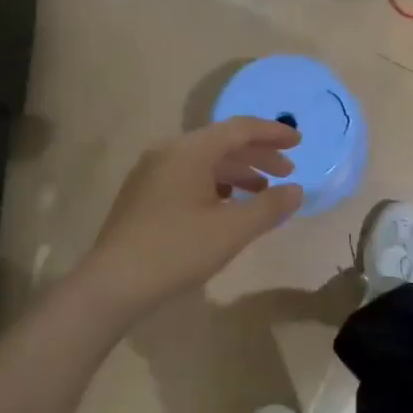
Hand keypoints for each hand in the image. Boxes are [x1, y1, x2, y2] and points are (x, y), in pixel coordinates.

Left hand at [76, 118, 304, 321]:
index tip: (299, 142)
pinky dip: (214, 184)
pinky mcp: (143, 194)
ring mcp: (152, 172)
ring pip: (204, 161)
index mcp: (190, 150)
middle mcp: (169, 151)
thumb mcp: (232, 230)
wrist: (113, 284)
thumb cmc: (176, 250)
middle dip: (257, 155)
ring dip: (237, 172)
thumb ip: (269, 207)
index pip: (239, 129)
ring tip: (261, 192)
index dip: (272, 133)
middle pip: (221, 143)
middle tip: (287, 172)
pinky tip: (226, 206)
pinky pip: (188, 176)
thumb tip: (296, 190)